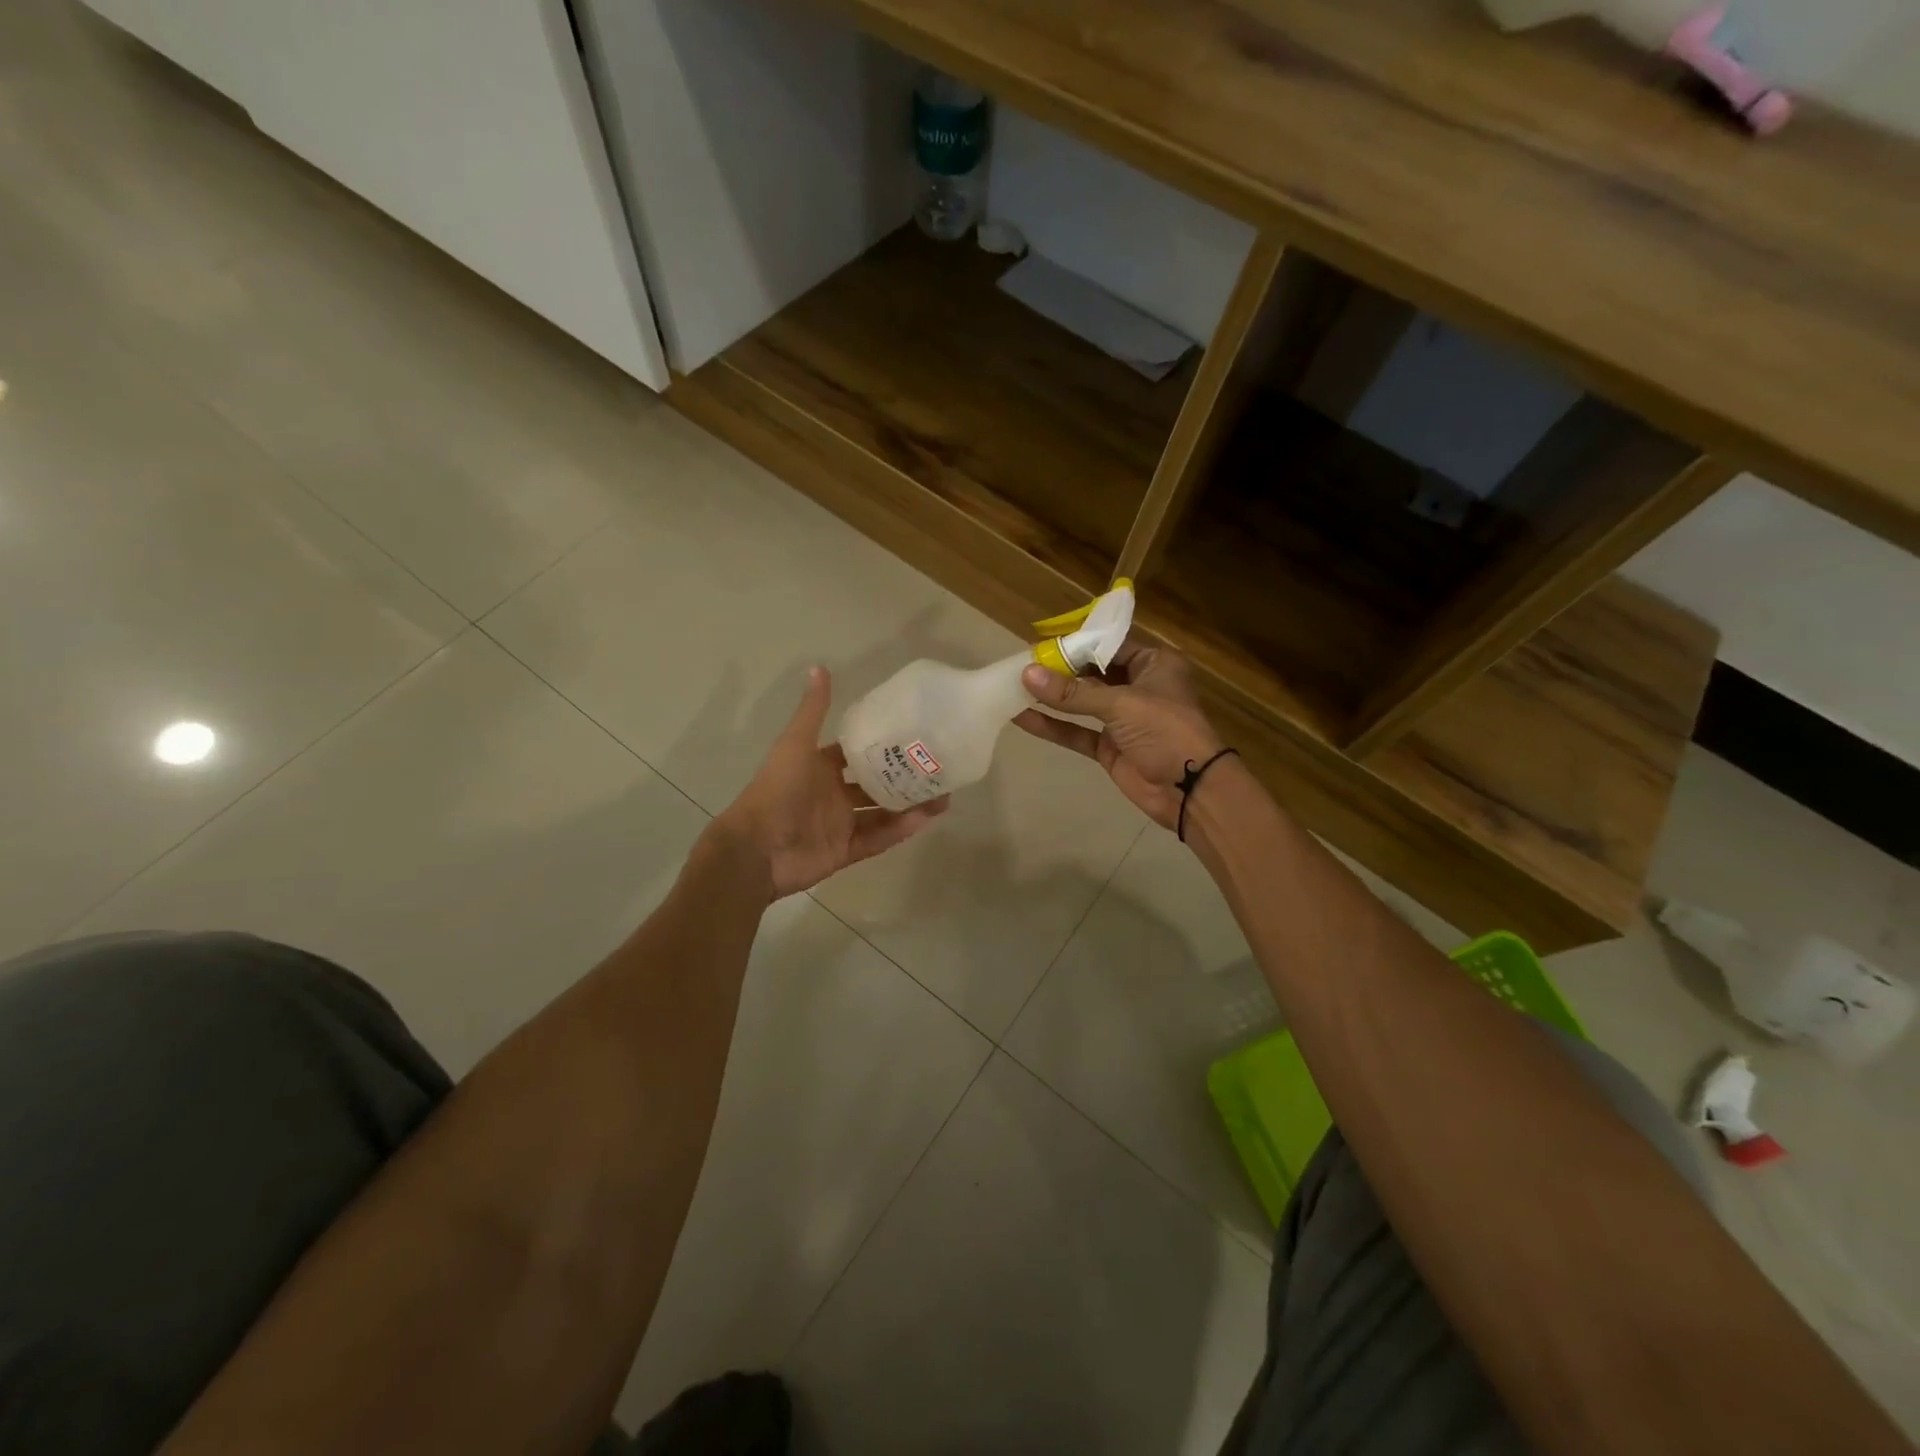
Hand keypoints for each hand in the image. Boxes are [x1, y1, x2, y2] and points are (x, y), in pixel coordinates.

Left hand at [717, 666, 948, 898]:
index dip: (885, 747)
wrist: (756, 848)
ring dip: (910, 806)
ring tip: (943, 799)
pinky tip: (925, 819)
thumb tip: (820, 666)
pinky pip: (878, 839)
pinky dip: (899, 831)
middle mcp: (834, 794)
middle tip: (939, 771)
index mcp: (822, 768)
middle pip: (877, 785)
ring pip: (883, 813)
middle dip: (906, 779)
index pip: (859, 754)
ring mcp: (841, 824)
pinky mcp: (846, 851)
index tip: (917, 738)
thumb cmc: (777, 790)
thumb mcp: (796, 745)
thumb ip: (813, 711)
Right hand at [1014, 641, 1225, 832]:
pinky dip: (1053, 726)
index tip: (1039, 645)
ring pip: (1082, 703)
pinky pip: (1077, 731)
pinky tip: (1022, 718)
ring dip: (1052, 698)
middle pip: (1092, 673)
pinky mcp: (1110, 746)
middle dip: (1058, 671)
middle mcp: (1138, 686)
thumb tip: (1027, 674)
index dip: (1075, 645)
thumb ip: (1073, 692)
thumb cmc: (1165, 730)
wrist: (1190, 790)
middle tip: (1020, 665)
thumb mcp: (1121, 704)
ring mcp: (1123, 719)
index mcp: (1154, 664)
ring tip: (1014, 687)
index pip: (1108, 646)